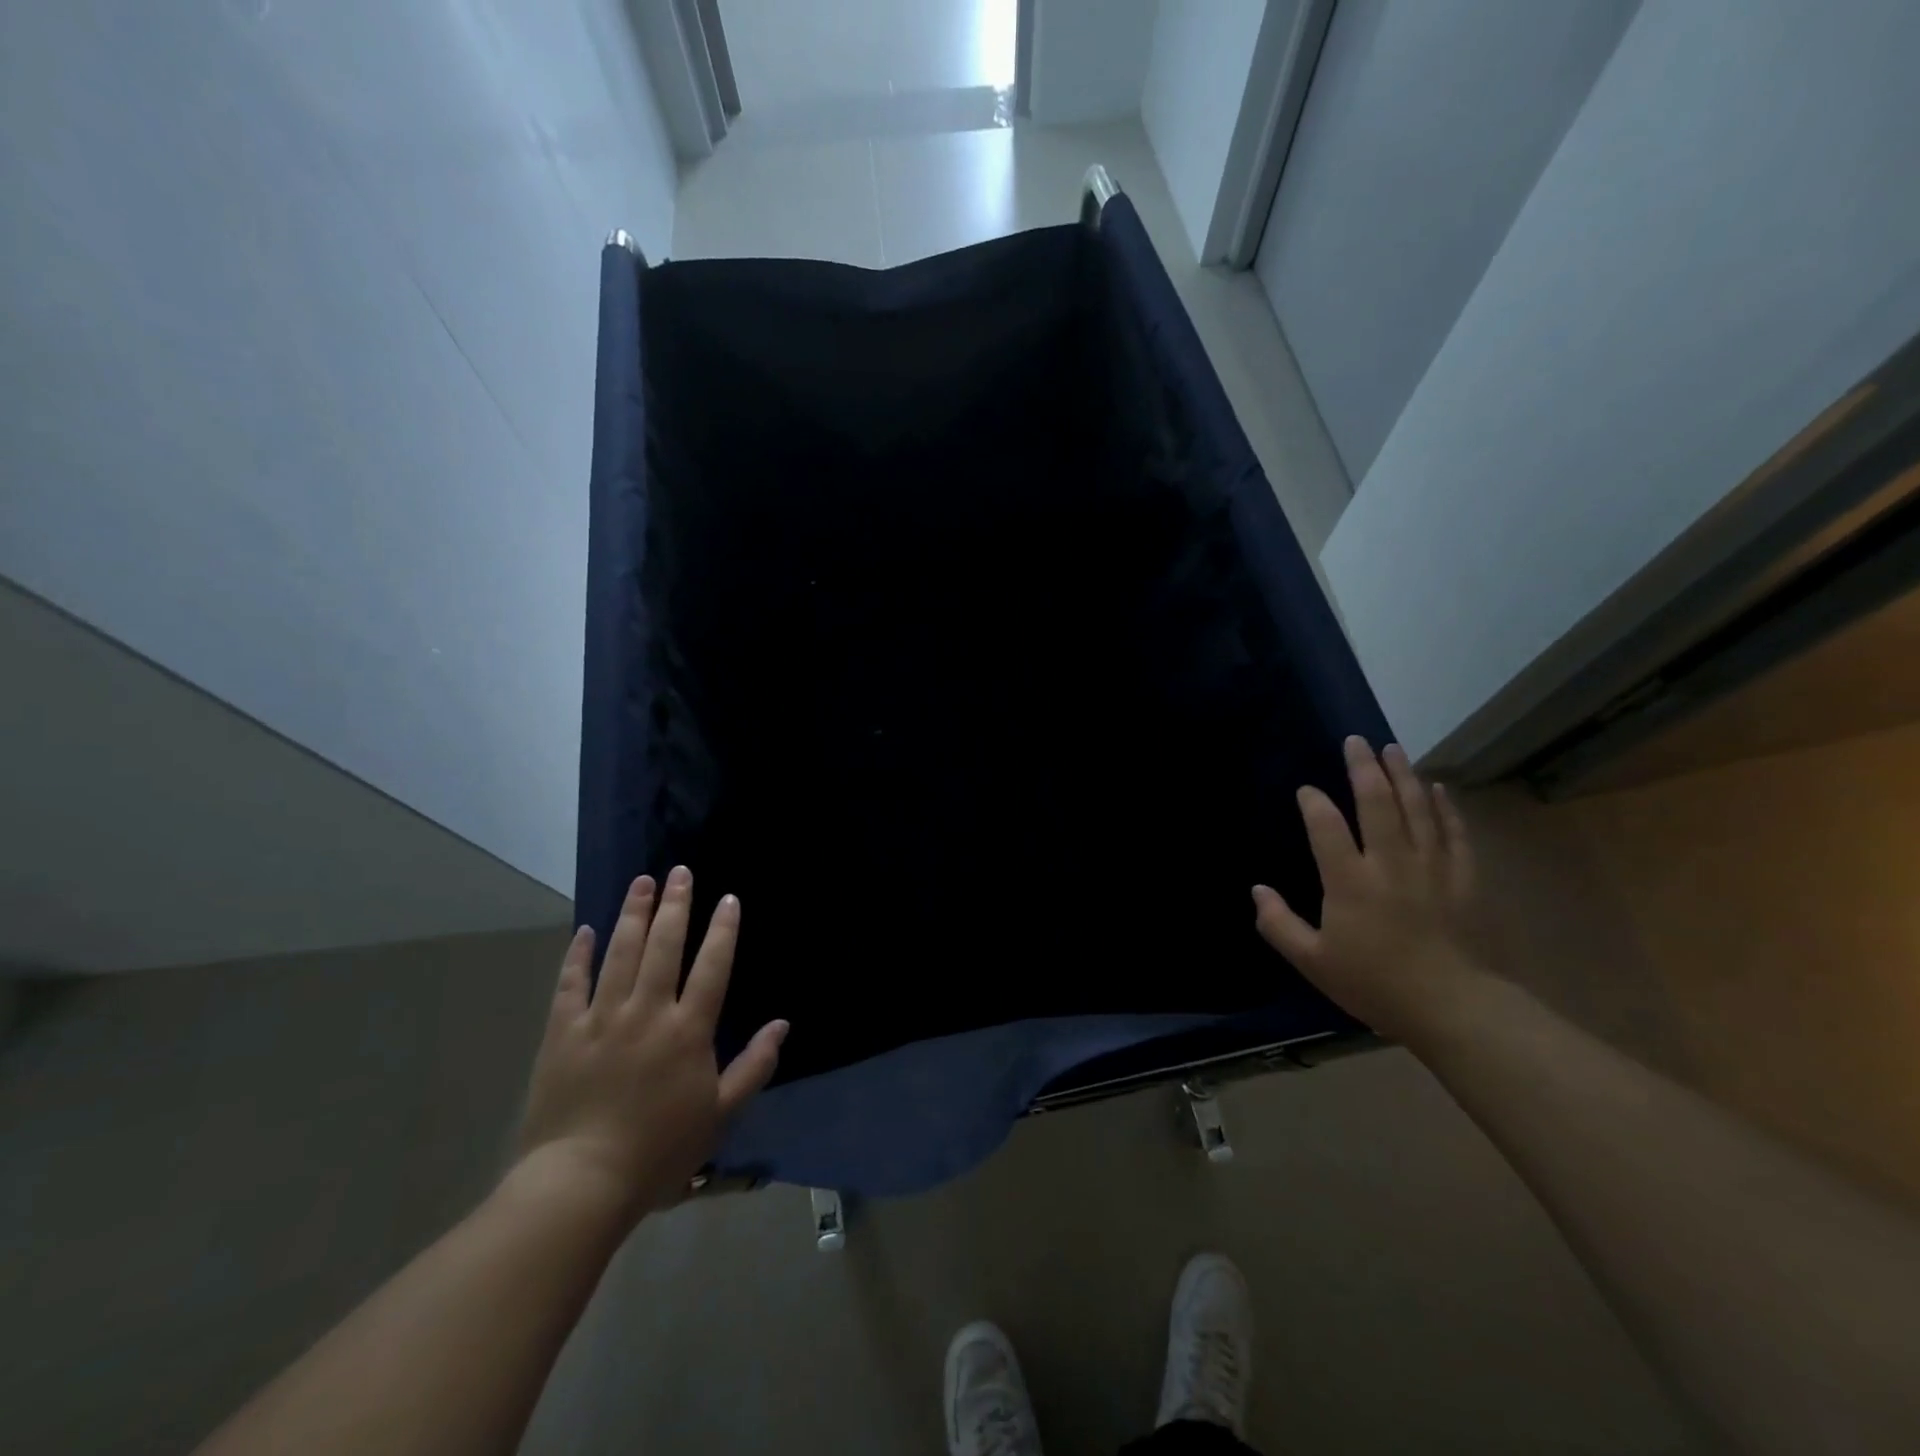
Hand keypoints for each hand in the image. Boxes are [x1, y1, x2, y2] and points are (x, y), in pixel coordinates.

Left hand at [514, 866, 786, 1225]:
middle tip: (680, 872)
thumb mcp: (721, 1114)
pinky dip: (578, 955)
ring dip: (633, 914)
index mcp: (688, 1031)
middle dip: (676, 905)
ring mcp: (601, 1019)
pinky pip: (570, 984)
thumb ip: (754, 1066)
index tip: (728, 899)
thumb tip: (782, 1024)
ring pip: (620, 953)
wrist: (580, 1184)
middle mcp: (647, 1012)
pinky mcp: (562, 1034)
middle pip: (664, 946)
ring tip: (642, 882)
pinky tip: (585, 930)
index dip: (723, 930)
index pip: (712, 967)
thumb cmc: (659, 1151)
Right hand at [1253, 737, 1489, 1045]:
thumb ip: (1279, 924)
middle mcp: (1390, 863)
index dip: (1314, 803)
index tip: (1306, 791)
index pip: (1326, 827)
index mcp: (1349, 882)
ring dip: (1403, 775)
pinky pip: (1453, 832)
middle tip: (1356, 741)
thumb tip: (1257, 890)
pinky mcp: (1463, 878)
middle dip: (1364, 768)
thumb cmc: (1375, 984)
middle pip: (1377, 803)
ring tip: (1392, 749)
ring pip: (1417, 808)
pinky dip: (1444, 806)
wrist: (1454, 1008)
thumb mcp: (1313, 962)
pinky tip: (1437, 787)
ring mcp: (1431, 867)